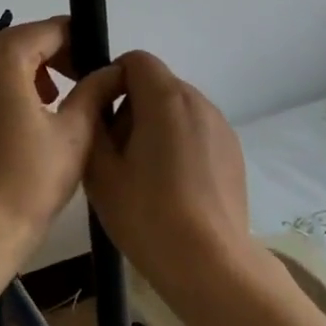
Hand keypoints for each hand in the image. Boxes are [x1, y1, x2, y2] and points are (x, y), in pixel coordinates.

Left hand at [0, 17, 124, 267]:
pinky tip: (28, 116)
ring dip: (30, 69)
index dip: (78, 40)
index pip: (48, 30)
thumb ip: (95, 90)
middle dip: (54, 53)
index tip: (99, 64)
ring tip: (58, 98)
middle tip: (83, 79)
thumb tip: (114, 69)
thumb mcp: (75, 132)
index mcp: (3, 59)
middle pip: (21, 40)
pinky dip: (7, 86)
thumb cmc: (30, 179)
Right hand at [85, 50, 268, 309]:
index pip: (136, 60)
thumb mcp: (100, 171)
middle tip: (117, 156)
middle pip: (156, 84)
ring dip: (155, 128)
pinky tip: (173, 190)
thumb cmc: (148, 215)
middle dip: (131, 108)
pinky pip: (196, 131)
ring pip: (176, 109)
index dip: (112, 79)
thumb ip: (93, 124)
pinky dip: (179, 145)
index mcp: (165, 97)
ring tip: (145, 177)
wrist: (211, 265)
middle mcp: (198, 100)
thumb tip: (98, 105)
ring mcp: (220, 125)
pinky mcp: (233, 150)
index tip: (101, 118)